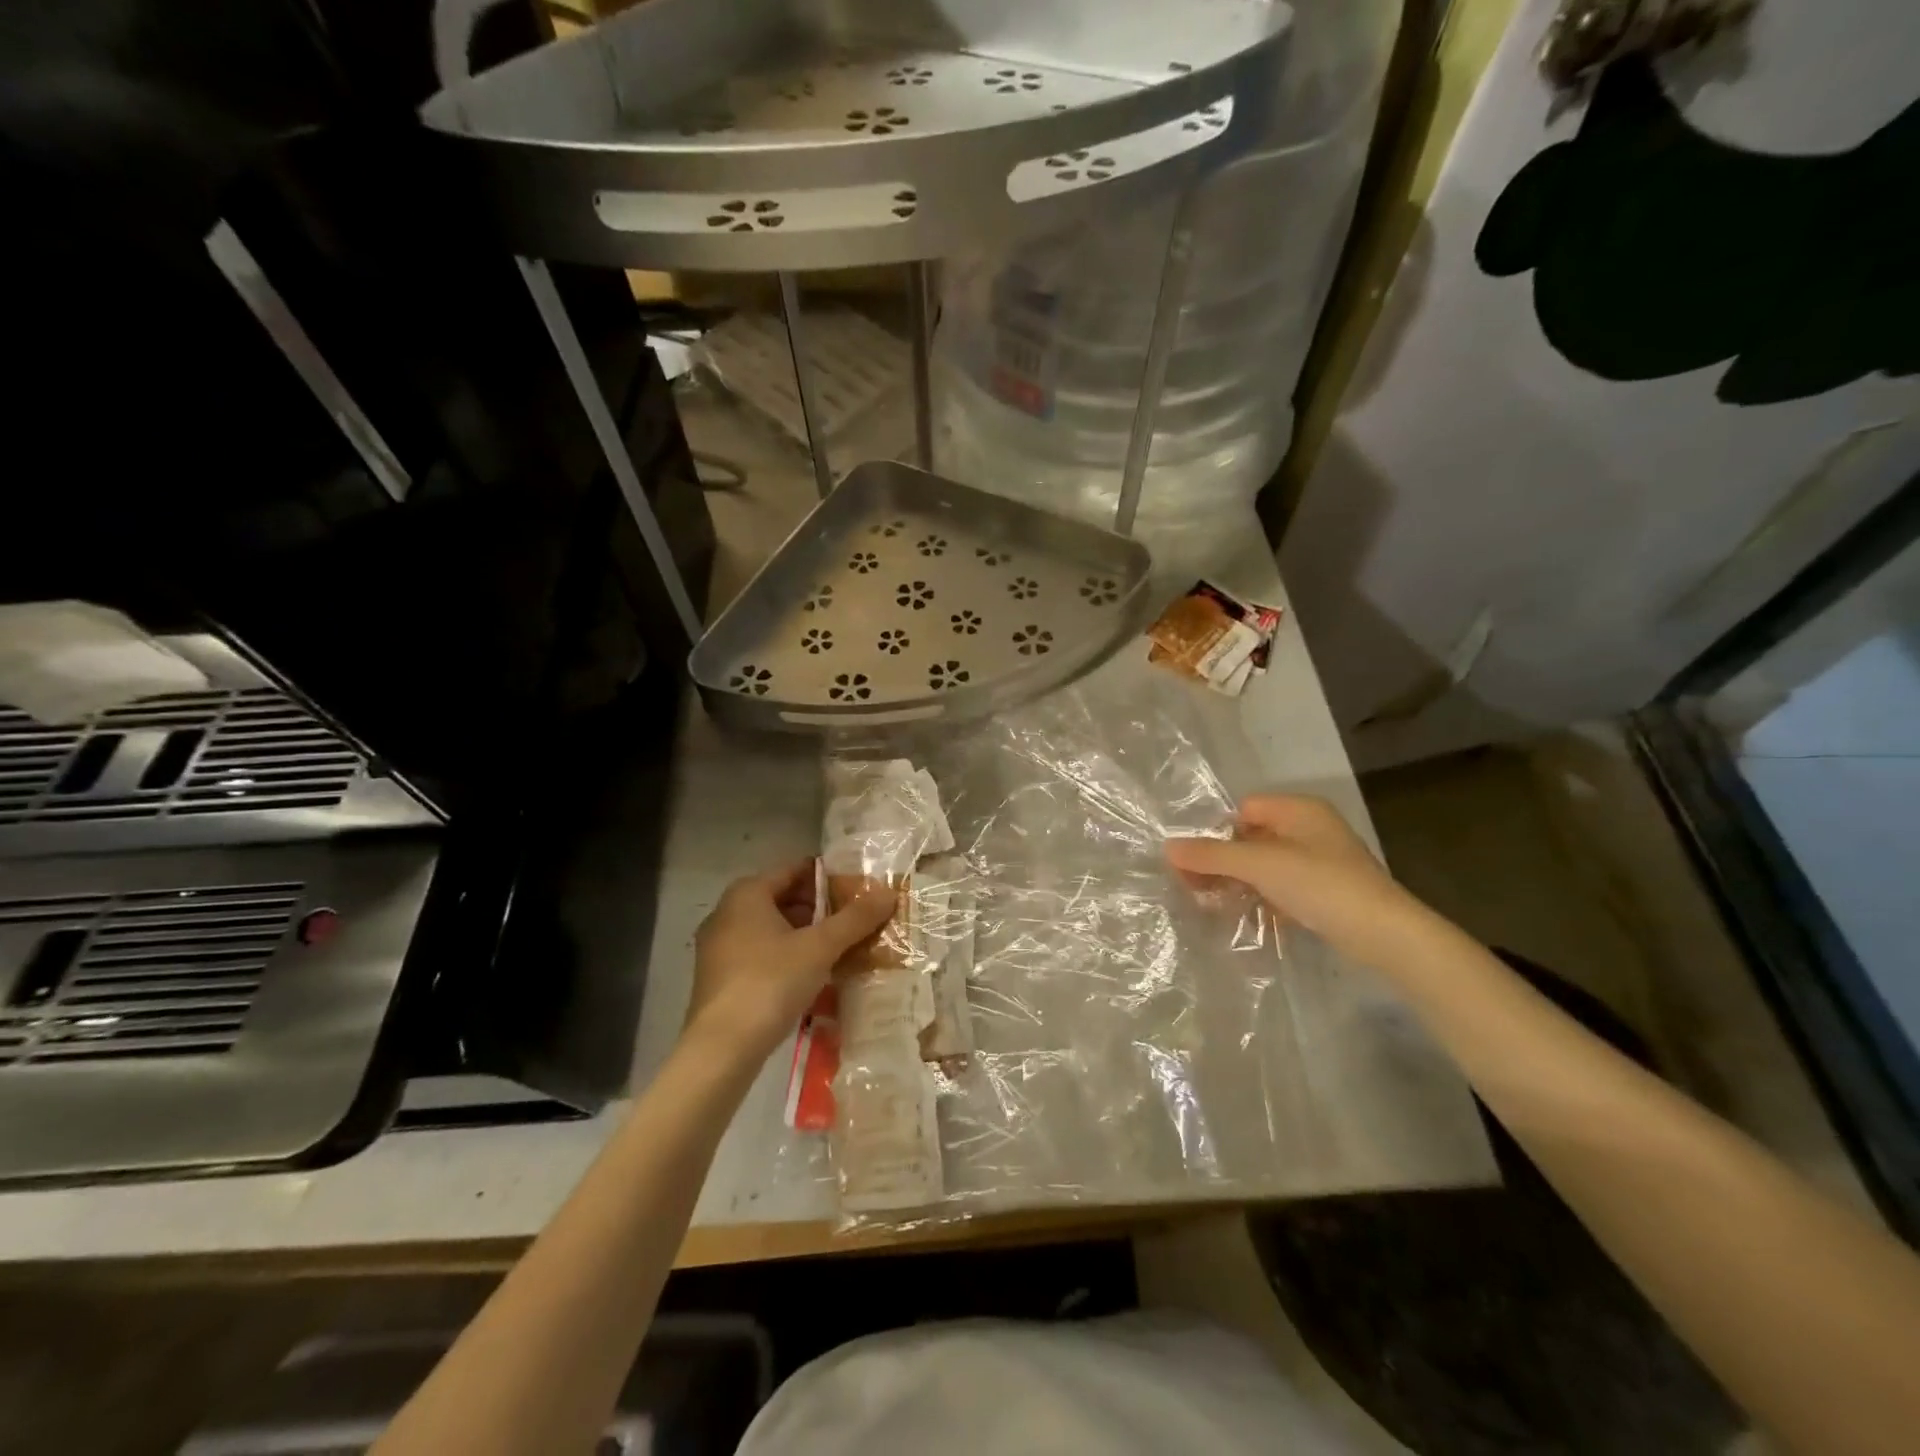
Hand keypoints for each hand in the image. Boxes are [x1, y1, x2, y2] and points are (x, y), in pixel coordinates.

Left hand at [686, 861, 896, 1057]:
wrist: (721, 1049)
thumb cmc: (770, 982)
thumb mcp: (820, 947)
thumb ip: (855, 919)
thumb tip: (889, 892)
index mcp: (747, 894)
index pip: (795, 869)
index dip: (829, 876)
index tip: (859, 888)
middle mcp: (727, 912)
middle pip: (784, 898)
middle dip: (820, 908)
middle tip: (856, 920)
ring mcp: (719, 947)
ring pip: (772, 928)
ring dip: (806, 934)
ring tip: (841, 947)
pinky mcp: (720, 978)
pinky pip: (761, 953)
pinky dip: (787, 956)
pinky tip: (813, 974)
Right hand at [1165, 794, 1426, 963]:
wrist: (1385, 934)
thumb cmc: (1321, 885)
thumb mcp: (1260, 865)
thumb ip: (1213, 855)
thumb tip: (1167, 847)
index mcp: (1299, 809)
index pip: (1242, 809)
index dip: (1216, 832)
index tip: (1192, 862)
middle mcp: (1309, 829)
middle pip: (1251, 837)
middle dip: (1222, 860)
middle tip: (1192, 885)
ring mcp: (1319, 862)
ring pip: (1264, 864)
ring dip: (1237, 881)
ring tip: (1210, 902)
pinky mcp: (1324, 892)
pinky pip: (1279, 886)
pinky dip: (1260, 896)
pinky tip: (1242, 914)